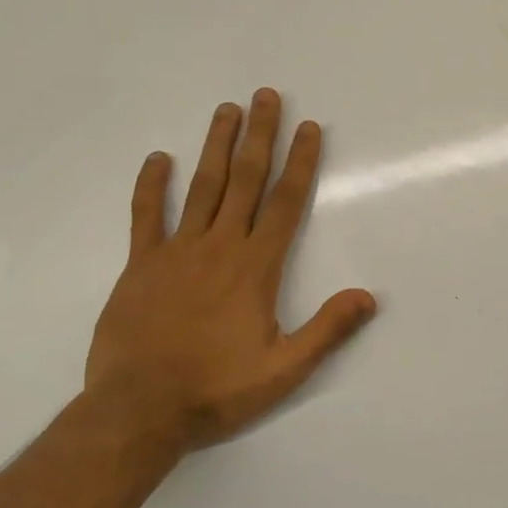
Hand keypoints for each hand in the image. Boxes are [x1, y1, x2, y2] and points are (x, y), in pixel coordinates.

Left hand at [84, 88, 377, 451]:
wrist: (137, 411)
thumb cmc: (216, 389)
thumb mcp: (285, 369)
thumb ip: (328, 330)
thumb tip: (369, 296)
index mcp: (256, 267)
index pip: (286, 202)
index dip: (301, 162)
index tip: (310, 127)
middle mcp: (220, 246)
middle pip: (245, 180)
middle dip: (259, 135)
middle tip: (266, 96)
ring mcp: (176, 252)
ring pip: (202, 187)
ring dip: (216, 145)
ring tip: (226, 109)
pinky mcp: (140, 266)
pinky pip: (145, 216)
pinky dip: (151, 186)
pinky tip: (158, 158)